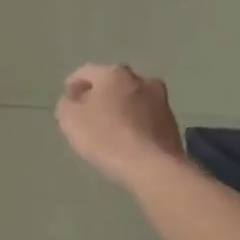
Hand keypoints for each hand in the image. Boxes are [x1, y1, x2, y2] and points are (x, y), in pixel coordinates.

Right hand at [56, 64, 183, 187]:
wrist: (153, 167)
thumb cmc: (106, 138)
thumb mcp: (70, 119)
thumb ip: (67, 104)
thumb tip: (75, 99)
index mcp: (114, 73)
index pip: (86, 72)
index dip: (73, 85)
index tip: (67, 102)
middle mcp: (141, 80)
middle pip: (113, 83)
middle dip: (99, 96)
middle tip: (87, 115)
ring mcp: (161, 101)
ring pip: (132, 99)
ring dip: (120, 109)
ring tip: (109, 130)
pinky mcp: (172, 123)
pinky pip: (146, 118)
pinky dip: (135, 124)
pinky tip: (127, 141)